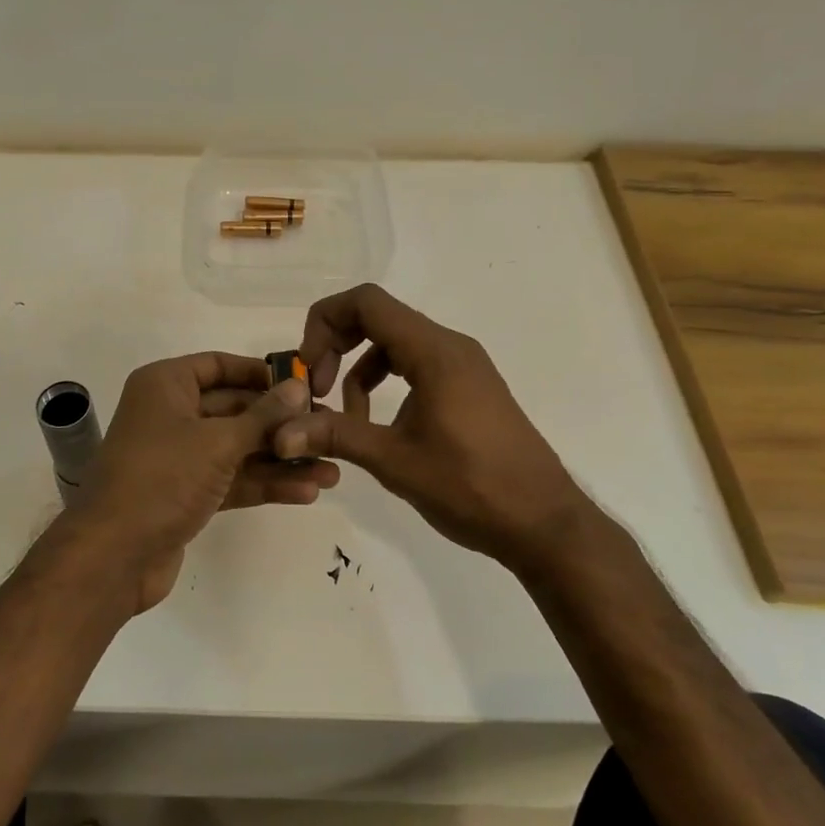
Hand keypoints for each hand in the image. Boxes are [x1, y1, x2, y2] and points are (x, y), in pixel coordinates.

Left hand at [70, 352, 339, 612]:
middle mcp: (170, 414)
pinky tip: (307, 492)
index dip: (261, 373)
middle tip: (328, 430)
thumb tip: (300, 386)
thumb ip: (263, 415)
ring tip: (331, 471)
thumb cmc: (163, 478)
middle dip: (281, 424)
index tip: (304, 383)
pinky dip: (263, 484)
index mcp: (166, 385)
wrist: (114, 556)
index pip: (219, 366)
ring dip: (281, 459)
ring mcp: (178, 456)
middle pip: (234, 408)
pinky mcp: (186, 493)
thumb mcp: (218, 441)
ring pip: (237, 448)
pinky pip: (231, 479)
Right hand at [272, 285, 581, 564]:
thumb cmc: (471, 487)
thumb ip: (336, 436)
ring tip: (347, 419)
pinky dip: (386, 382)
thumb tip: (281, 434)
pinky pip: (416, 364)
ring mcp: (464, 365)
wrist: (543, 522)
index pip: (366, 302)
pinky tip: (379, 424)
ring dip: (359, 369)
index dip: (324, 324)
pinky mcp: (469, 386)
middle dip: (337, 346)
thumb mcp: (395, 461)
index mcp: (434, 352)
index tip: (308, 370)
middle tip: (317, 390)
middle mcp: (450, 346)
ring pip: (395, 343)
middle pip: (378, 317)